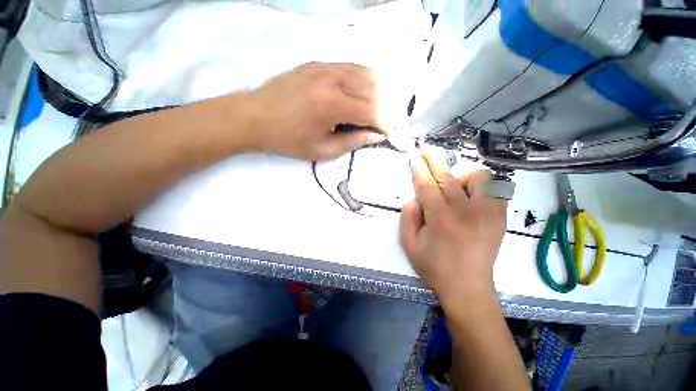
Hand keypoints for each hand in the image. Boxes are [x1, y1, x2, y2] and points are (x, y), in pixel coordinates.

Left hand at [248, 62, 386, 160]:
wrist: (253, 117)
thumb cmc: (287, 140)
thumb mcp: (321, 150)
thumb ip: (352, 142)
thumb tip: (376, 135)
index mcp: (331, 105)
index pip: (372, 111)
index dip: (385, 123)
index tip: (389, 134)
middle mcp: (332, 79)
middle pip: (374, 88)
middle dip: (385, 108)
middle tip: (384, 123)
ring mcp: (324, 67)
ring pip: (366, 72)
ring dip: (378, 92)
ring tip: (377, 109)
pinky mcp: (317, 63)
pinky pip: (351, 67)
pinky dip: (363, 80)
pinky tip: (362, 93)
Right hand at [399, 148, 507, 304]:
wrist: (468, 288)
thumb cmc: (434, 267)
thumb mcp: (409, 245)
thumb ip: (408, 217)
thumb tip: (415, 198)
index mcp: (440, 218)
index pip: (426, 184)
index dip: (418, 167)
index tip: (413, 153)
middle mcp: (464, 211)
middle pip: (448, 176)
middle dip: (434, 159)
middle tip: (426, 149)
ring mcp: (487, 213)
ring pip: (478, 178)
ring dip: (461, 177)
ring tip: (454, 189)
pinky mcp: (499, 218)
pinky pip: (497, 189)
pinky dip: (484, 186)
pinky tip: (473, 195)